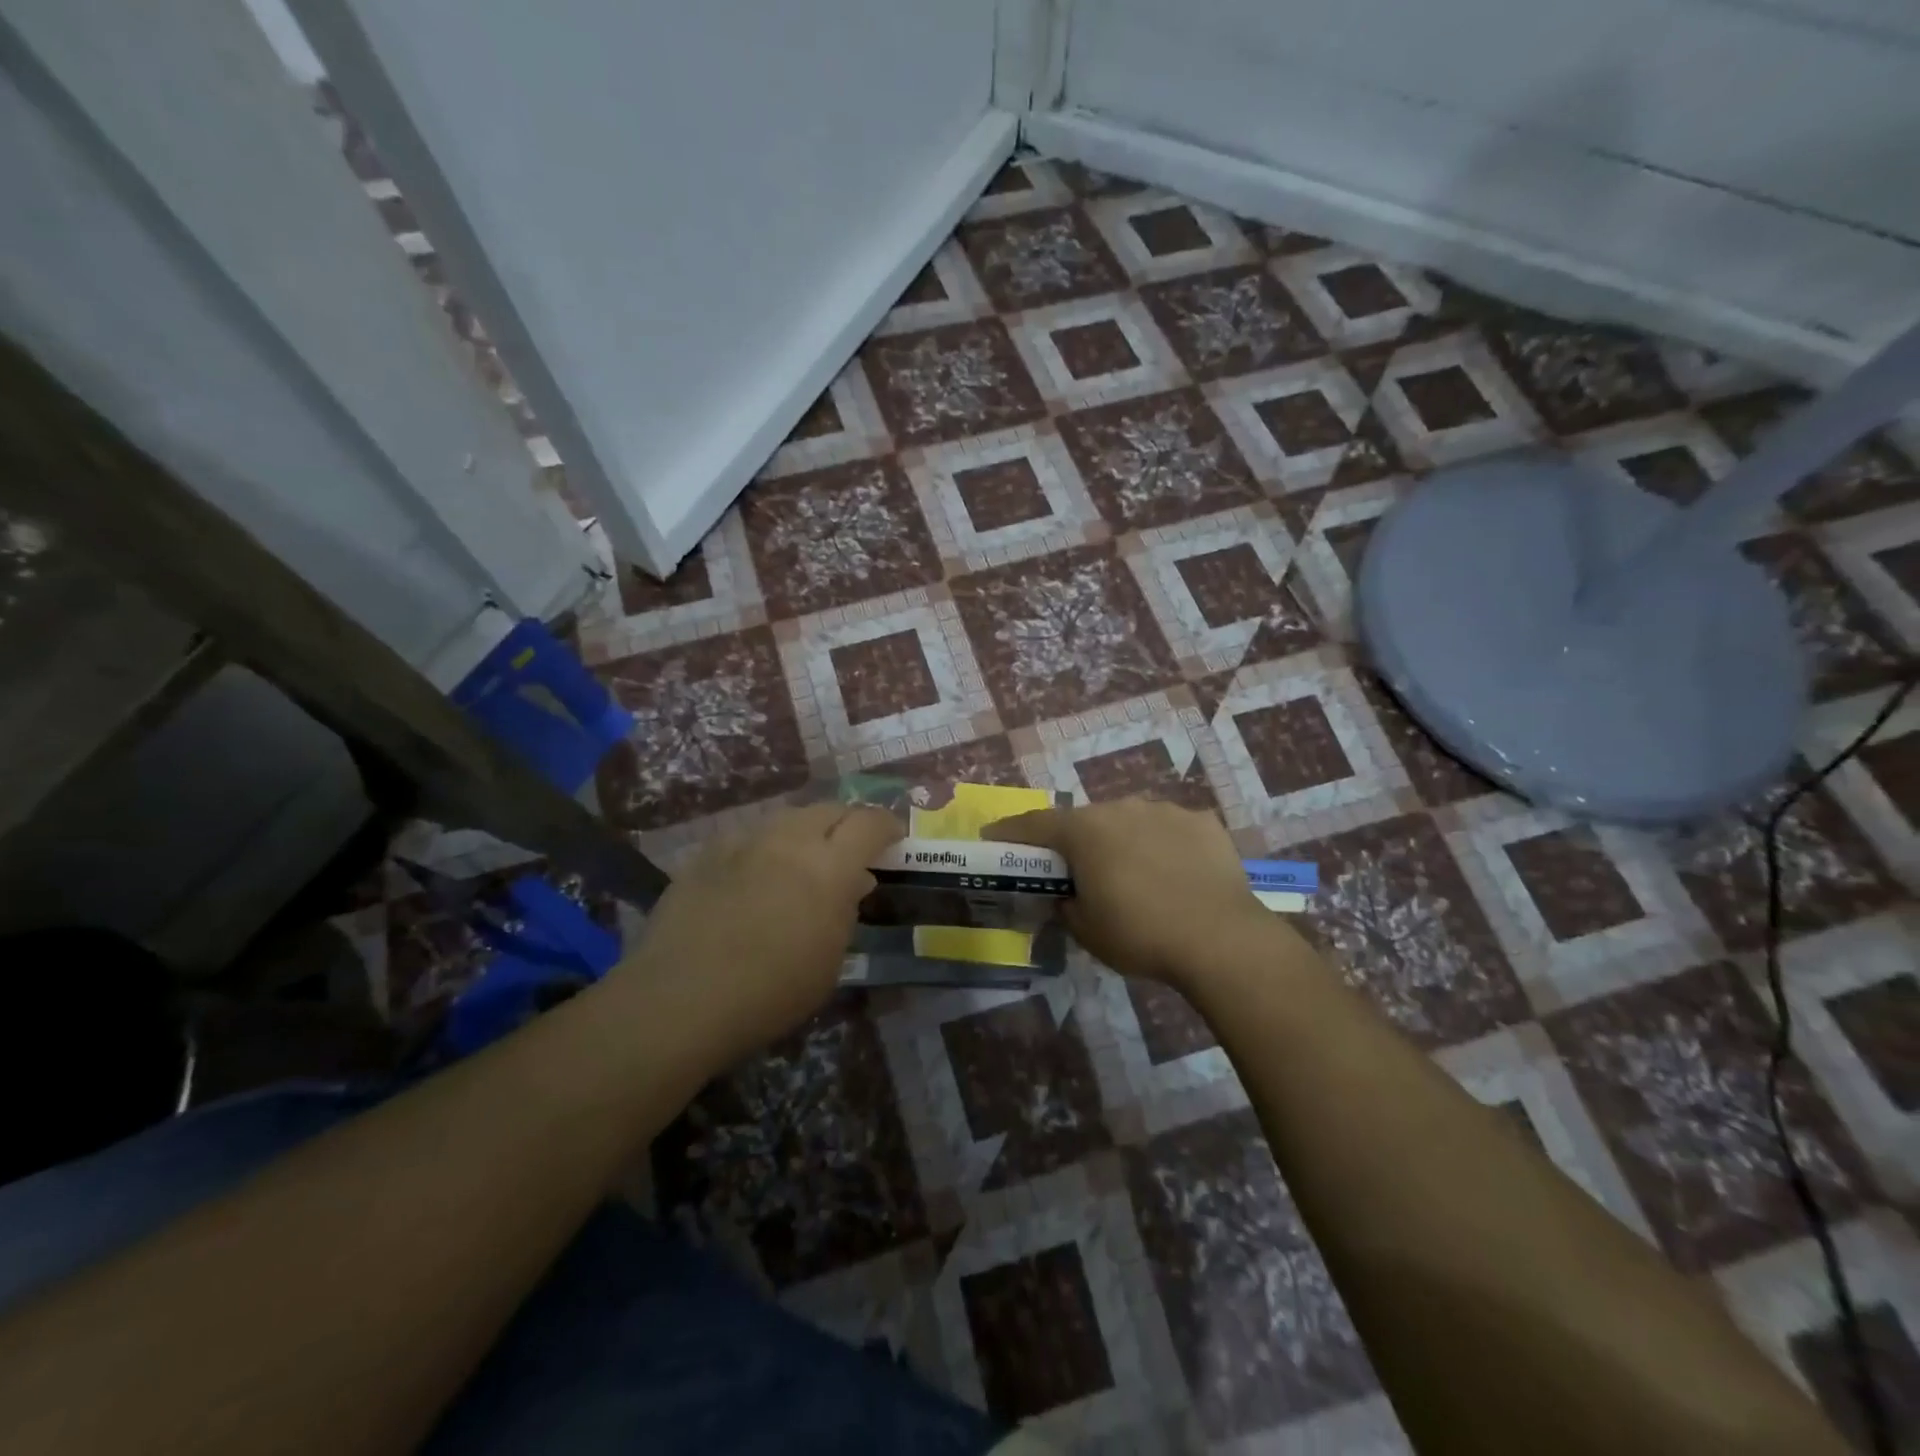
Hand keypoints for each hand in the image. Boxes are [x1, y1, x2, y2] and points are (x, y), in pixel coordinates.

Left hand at [617, 805, 902, 1061]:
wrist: (680, 999)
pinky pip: (748, 837)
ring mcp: (744, 841)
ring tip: (804, 861)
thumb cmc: (770, 992)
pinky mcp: (707, 852)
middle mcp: (789, 840)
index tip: (894, 838)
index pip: (870, 822)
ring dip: (806, 832)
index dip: (888, 825)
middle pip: (829, 809)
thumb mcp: (829, 962)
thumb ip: (845, 913)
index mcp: (829, 866)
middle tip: (852, 848)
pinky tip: (755, 876)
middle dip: (848, 823)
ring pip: (787, 818)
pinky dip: (764, 849)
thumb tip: (851, 884)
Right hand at [987, 798, 1290, 987]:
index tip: (992, 835)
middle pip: (1087, 821)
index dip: (1010, 831)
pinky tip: (1176, 873)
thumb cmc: (1140, 934)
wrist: (1220, 938)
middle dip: (1077, 842)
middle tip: (1079, 871)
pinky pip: (1171, 830)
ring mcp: (1165, 811)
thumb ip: (1066, 906)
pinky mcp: (1203, 822)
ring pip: (1131, 821)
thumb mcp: (1087, 931)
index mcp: (1085, 831)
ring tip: (1136, 875)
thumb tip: (1067, 897)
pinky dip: (1165, 846)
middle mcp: (1121, 808)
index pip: (1035, 824)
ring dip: (1123, 841)